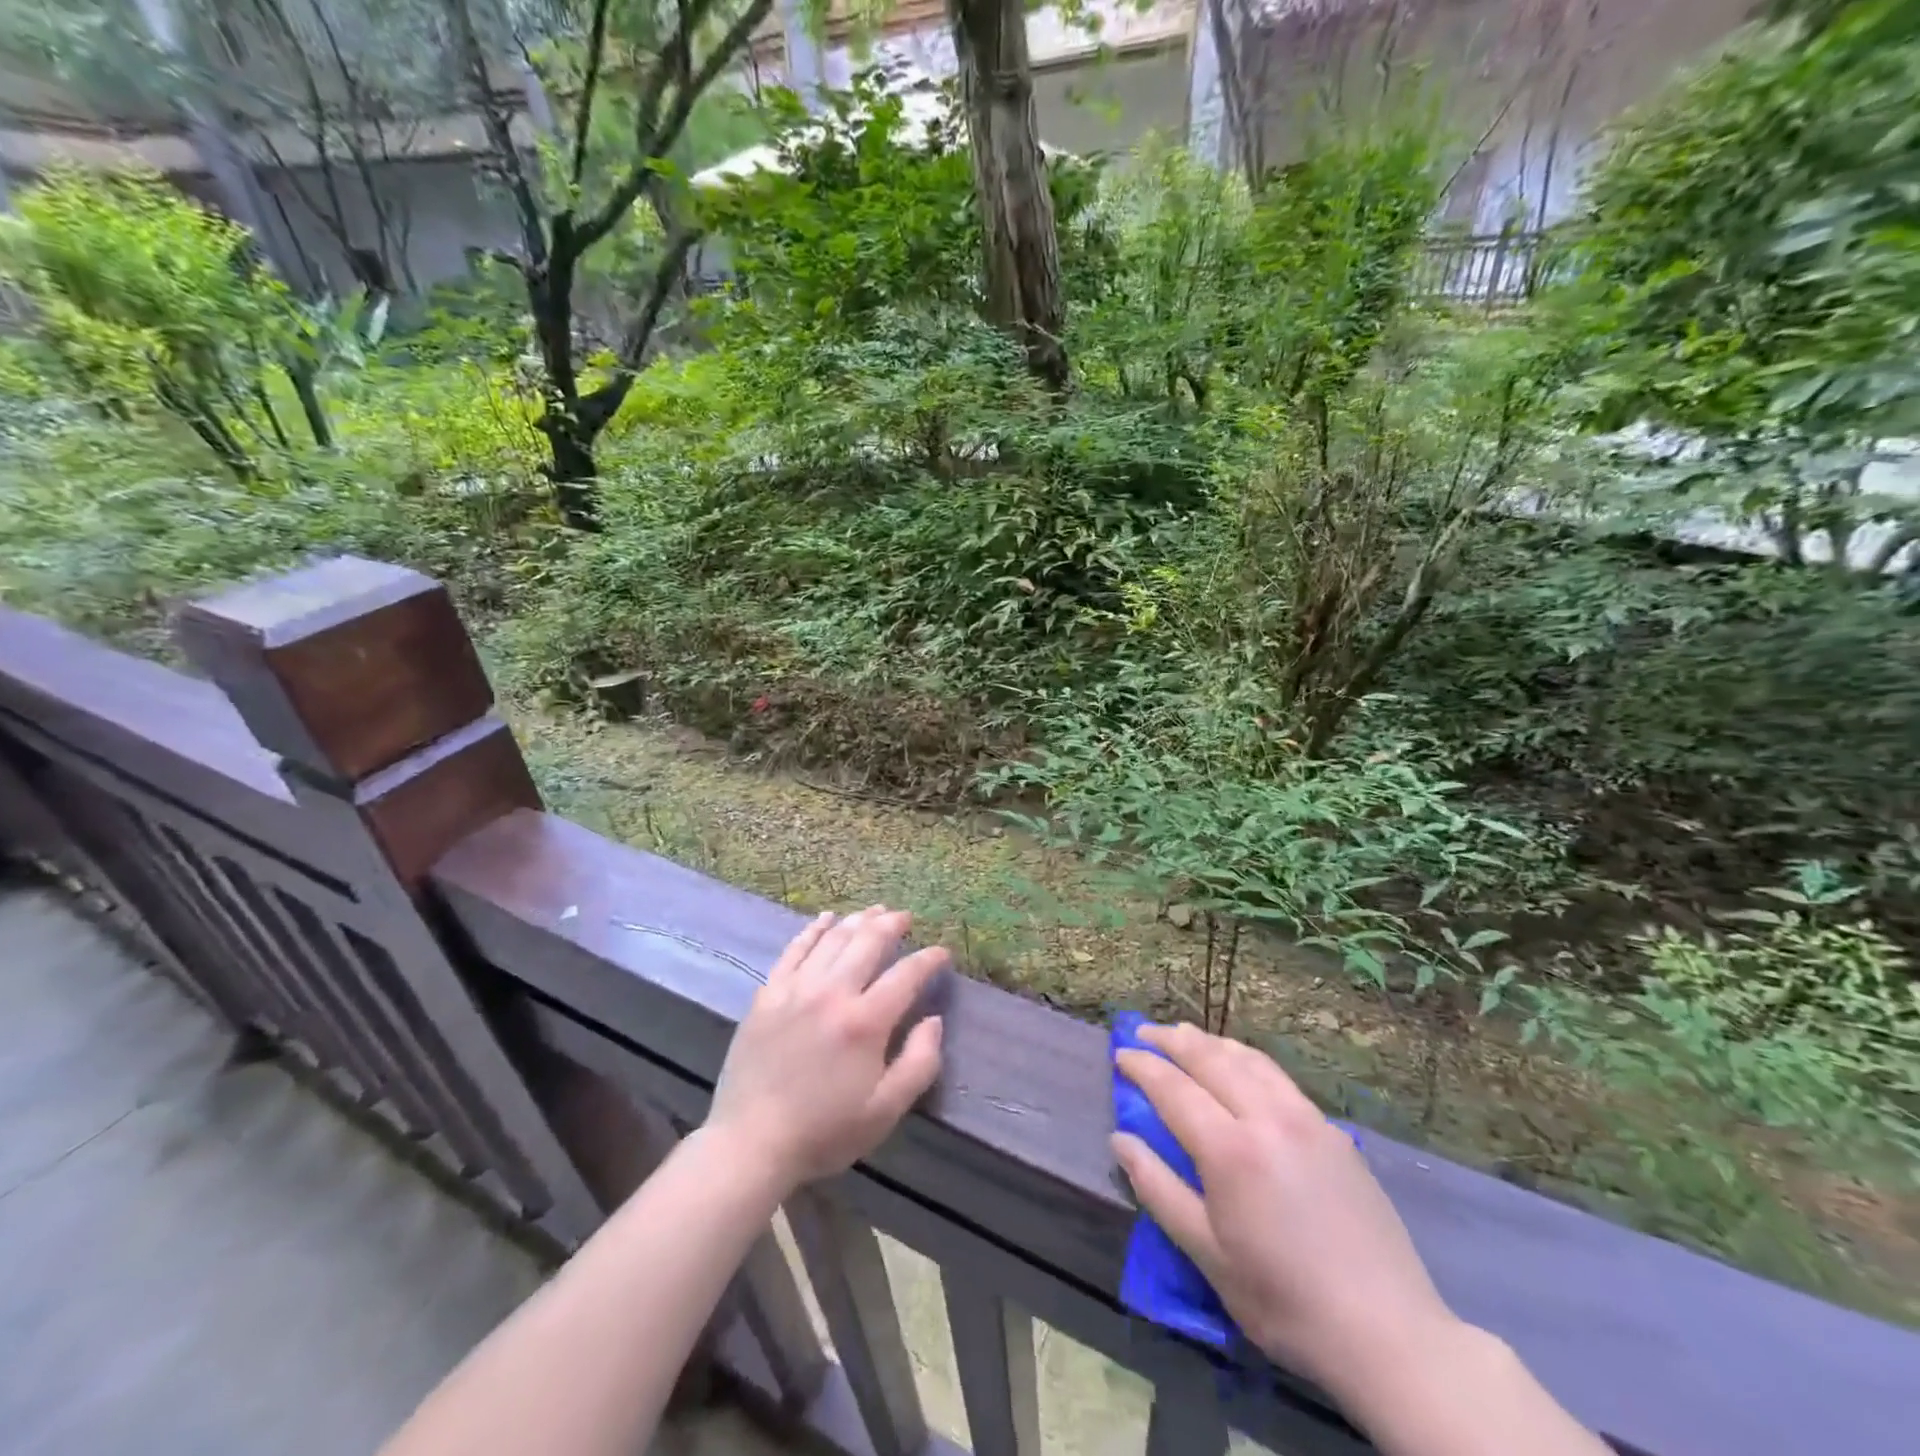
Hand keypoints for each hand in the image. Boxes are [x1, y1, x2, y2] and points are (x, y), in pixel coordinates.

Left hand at [707, 907, 946, 1189]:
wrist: (751, 1142)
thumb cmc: (824, 1131)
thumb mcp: (885, 1111)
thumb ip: (919, 1063)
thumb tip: (935, 1020)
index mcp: (865, 1022)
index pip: (906, 974)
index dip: (929, 959)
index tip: (942, 953)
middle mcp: (832, 992)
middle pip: (868, 942)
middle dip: (892, 924)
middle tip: (905, 917)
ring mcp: (796, 988)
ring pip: (833, 939)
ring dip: (858, 920)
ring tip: (874, 911)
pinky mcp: (768, 993)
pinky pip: (795, 949)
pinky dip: (813, 929)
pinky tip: (826, 918)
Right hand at [1112, 1023, 1457, 1393]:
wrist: (1388, 1333)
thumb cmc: (1284, 1300)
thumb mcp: (1208, 1254)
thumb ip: (1158, 1189)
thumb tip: (1120, 1140)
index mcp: (1230, 1149)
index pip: (1174, 1088)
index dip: (1143, 1067)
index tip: (1119, 1054)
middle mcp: (1266, 1117)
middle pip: (1210, 1059)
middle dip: (1172, 1040)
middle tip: (1143, 1032)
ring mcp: (1304, 1119)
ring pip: (1247, 1059)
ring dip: (1209, 1042)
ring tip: (1185, 1035)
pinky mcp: (1332, 1130)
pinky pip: (1278, 1076)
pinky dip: (1246, 1057)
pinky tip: (1240, 1063)